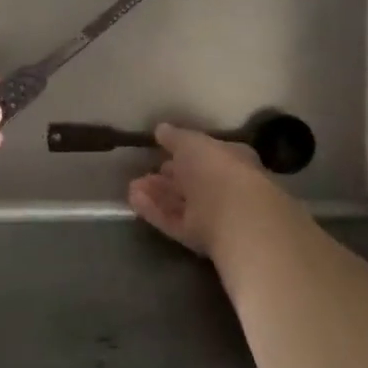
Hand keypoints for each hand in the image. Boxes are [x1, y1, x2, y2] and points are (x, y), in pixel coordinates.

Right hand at [127, 123, 290, 259]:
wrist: (235, 218)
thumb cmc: (217, 170)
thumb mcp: (192, 143)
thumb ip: (175, 137)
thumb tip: (161, 129)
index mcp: (232, 160)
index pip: (207, 155)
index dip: (184, 154)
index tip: (161, 153)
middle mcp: (225, 188)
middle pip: (193, 182)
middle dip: (167, 178)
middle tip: (143, 175)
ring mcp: (214, 215)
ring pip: (181, 204)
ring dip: (157, 195)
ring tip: (132, 187)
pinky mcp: (200, 238)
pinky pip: (174, 221)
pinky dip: (154, 211)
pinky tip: (133, 201)